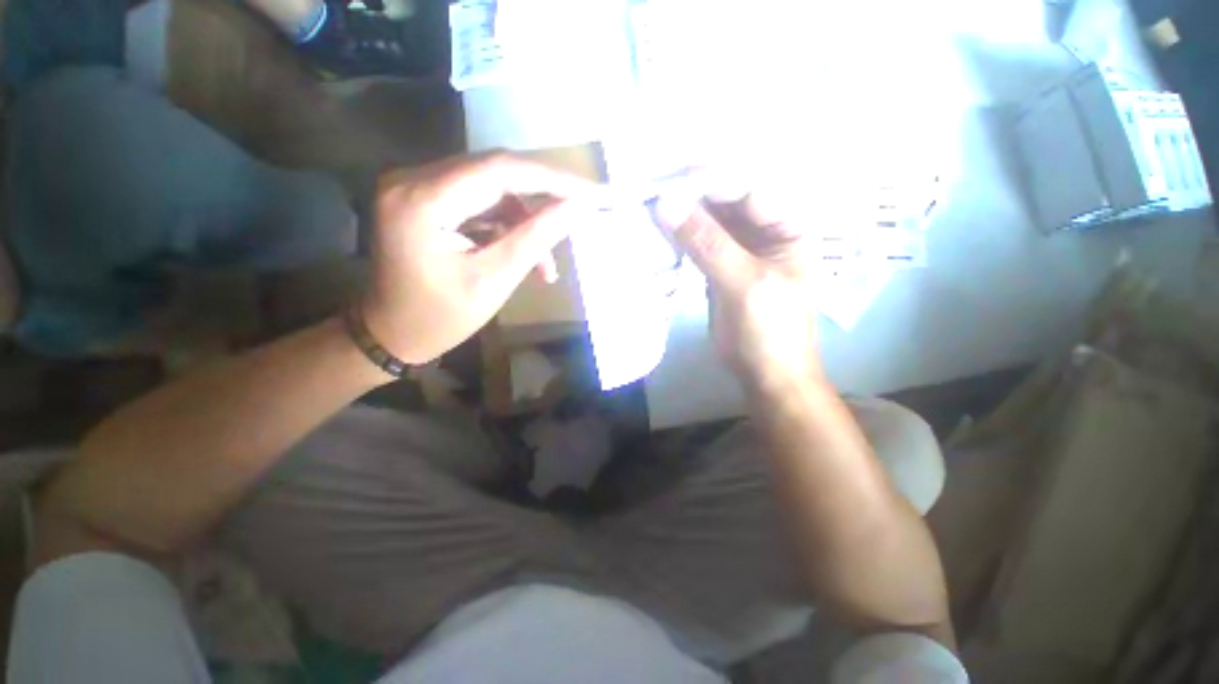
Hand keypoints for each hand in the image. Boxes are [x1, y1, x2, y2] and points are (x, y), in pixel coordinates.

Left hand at [362, 153, 595, 364]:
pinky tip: (525, 255)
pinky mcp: (427, 199)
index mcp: (422, 200)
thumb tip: (577, 208)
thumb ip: (535, 238)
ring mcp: (418, 187)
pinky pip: (481, 202)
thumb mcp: (494, 281)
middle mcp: (413, 179)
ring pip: (493, 187)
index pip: (500, 169)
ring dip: (527, 219)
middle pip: (496, 171)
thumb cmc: (440, 318)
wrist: (392, 333)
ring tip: (546, 263)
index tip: (593, 192)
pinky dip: (509, 226)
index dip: (553, 178)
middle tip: (582, 213)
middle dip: (545, 194)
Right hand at [652, 178, 820, 390]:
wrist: (765, 374)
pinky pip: (698, 244)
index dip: (712, 181)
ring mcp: (739, 250)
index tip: (672, 179)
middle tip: (653, 188)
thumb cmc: (770, 330)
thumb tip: (666, 204)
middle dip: (692, 195)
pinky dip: (679, 237)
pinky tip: (658, 231)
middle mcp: (764, 232)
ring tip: (649, 206)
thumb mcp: (744, 284)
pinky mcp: (719, 267)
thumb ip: (708, 243)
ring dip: (682, 215)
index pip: (749, 190)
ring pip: (709, 222)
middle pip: (726, 202)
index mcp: (787, 228)